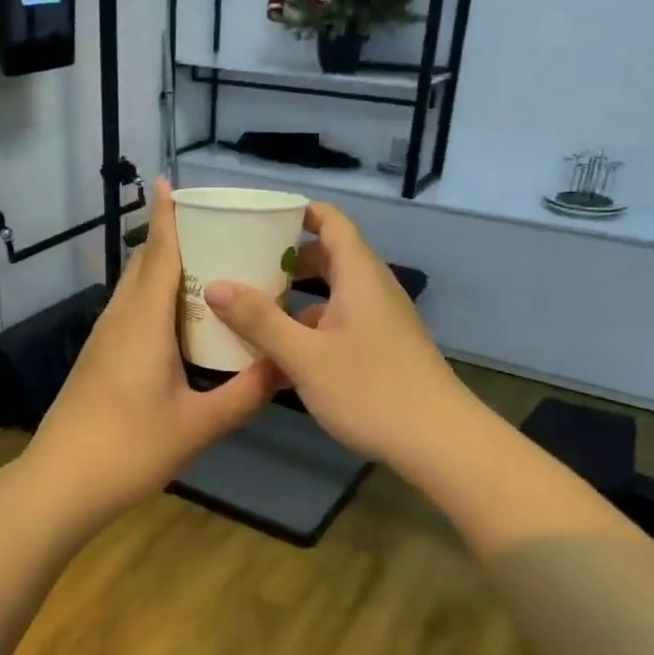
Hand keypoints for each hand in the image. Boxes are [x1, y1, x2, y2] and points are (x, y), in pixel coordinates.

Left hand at [18, 179, 281, 528]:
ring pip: (134, 289)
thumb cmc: (129, 448)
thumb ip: (245, 394)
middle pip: (144, 264)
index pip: (158, 253)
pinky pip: (130, 311)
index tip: (171, 181)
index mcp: (143, 322)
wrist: (61, 483)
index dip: (166, 216)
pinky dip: (154, 298)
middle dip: (172, 237)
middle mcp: (119, 319)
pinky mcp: (99, 358)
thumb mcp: (198, 425)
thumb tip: (288, 367)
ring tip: (206, 264)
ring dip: (162, 268)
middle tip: (216, 227)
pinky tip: (178, 318)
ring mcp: (104, 339)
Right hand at [204, 201, 468, 467]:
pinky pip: (339, 325)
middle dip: (287, 258)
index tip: (258, 218)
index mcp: (359, 276)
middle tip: (245, 266)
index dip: (298, 212)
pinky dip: (310, 329)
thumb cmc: (370, 389)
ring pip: (333, 296)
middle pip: (329, 257)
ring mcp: (380, 322)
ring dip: (295, 299)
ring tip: (252, 312)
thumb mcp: (304, 356)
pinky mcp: (382, 350)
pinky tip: (280, 358)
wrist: (439, 442)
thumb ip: (258, 320)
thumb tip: (214, 285)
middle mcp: (372, 290)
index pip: (331, 221)